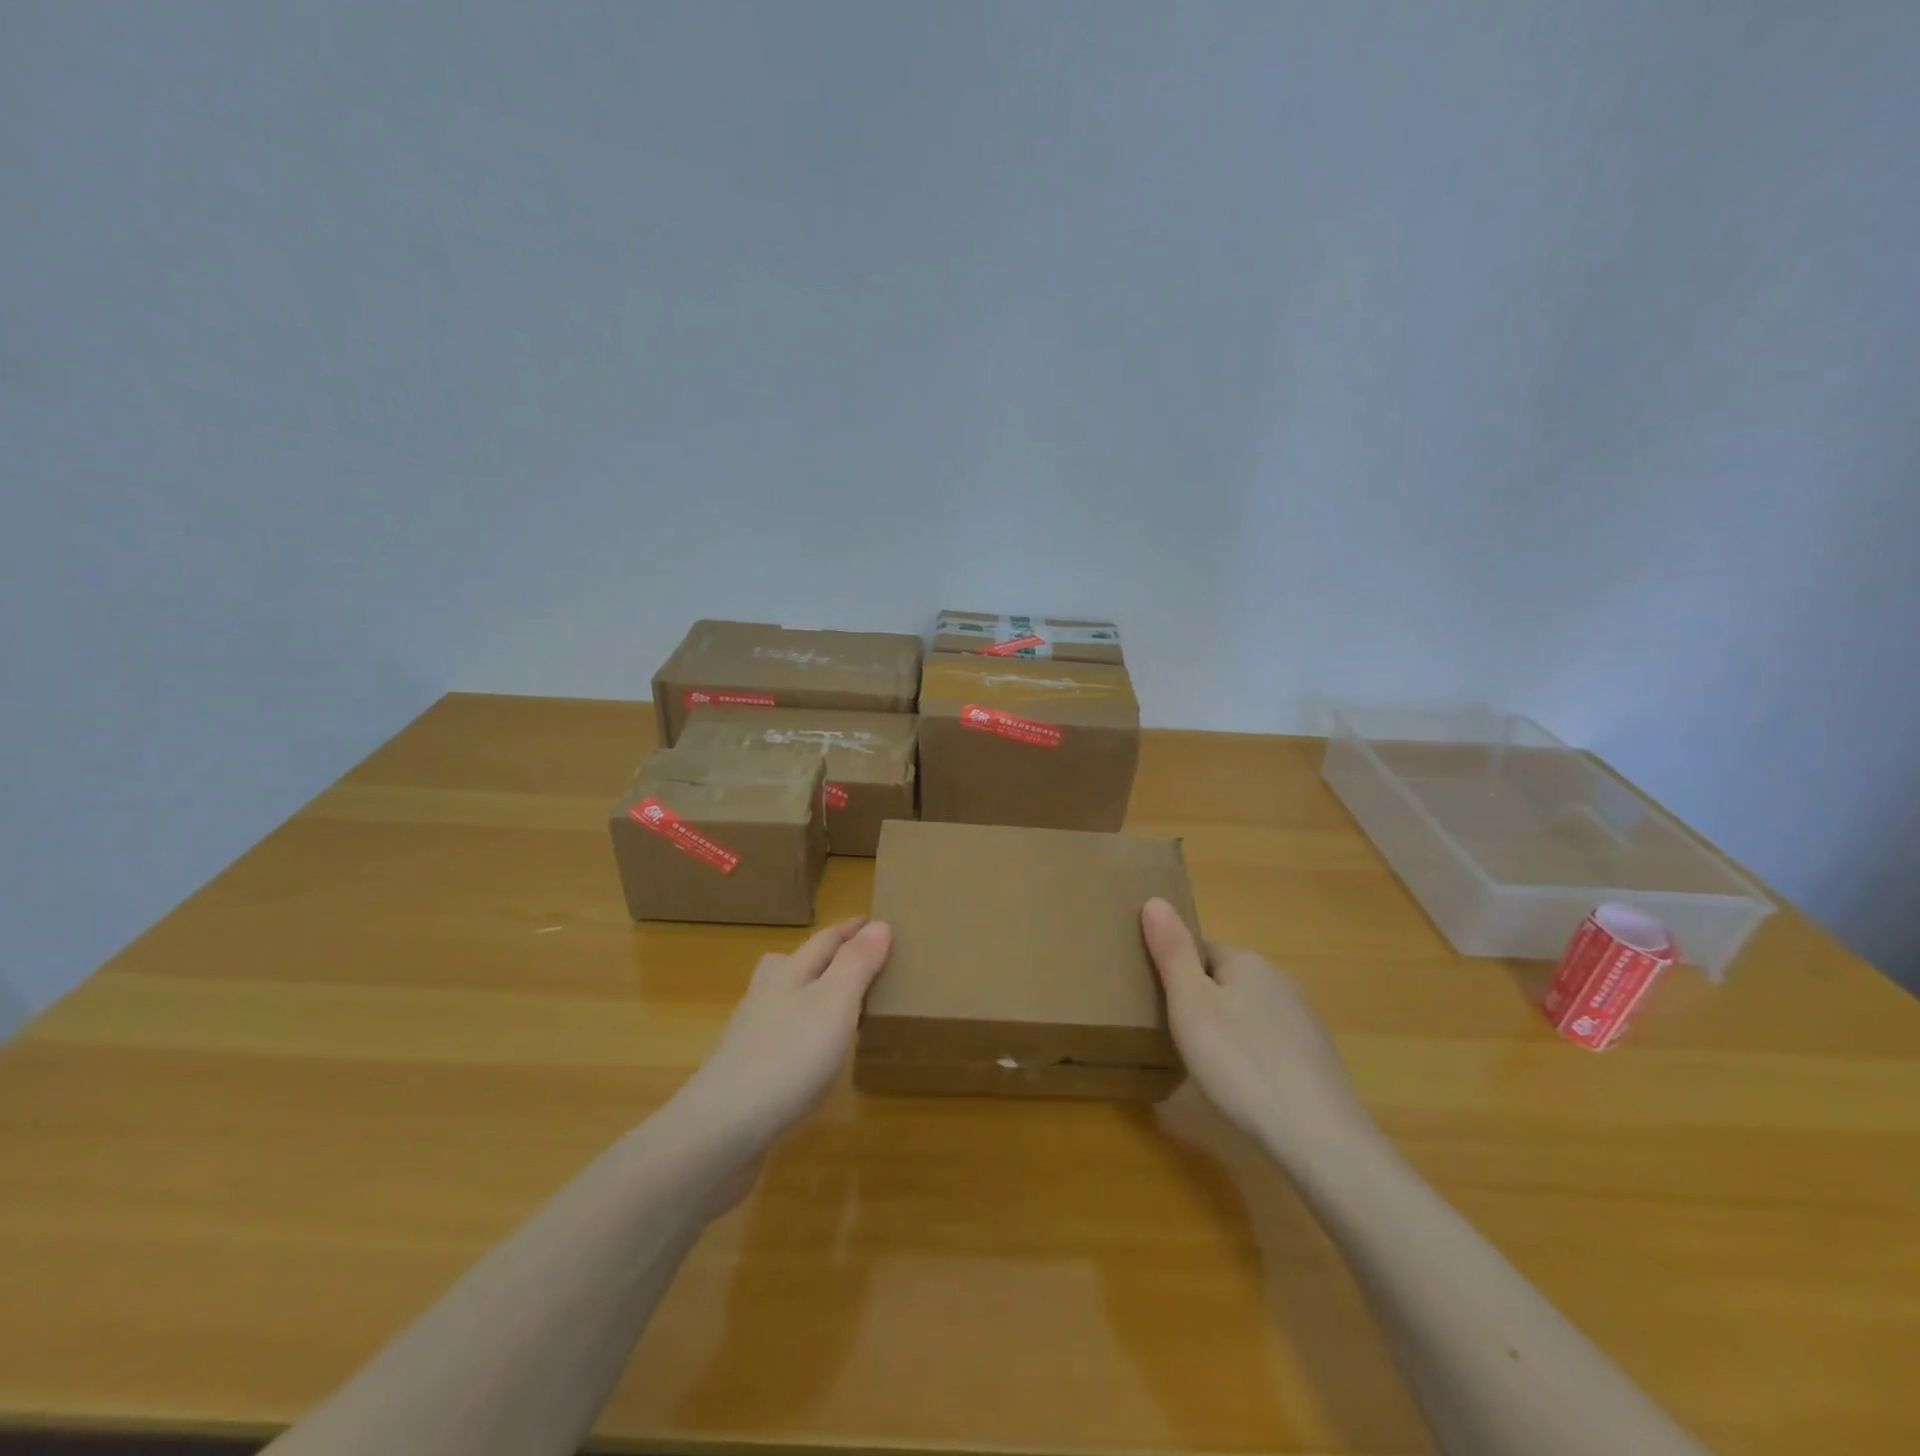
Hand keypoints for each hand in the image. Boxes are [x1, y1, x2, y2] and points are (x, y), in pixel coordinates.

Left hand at [666, 918, 891, 1163]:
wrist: (720, 1133)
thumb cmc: (787, 1058)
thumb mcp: (834, 1003)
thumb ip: (856, 964)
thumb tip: (879, 924)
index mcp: (789, 974)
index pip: (825, 940)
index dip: (851, 930)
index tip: (875, 920)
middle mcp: (767, 997)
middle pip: (795, 964)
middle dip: (825, 955)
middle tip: (856, 956)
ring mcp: (752, 1037)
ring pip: (783, 999)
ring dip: (810, 992)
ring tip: (837, 1002)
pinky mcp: (747, 1075)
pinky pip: (781, 1037)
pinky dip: (801, 1032)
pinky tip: (812, 1056)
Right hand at [1141, 898, 1373, 1163]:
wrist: (1318, 1137)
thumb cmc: (1240, 1062)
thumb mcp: (1190, 1004)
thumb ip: (1172, 951)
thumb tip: (1154, 899)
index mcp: (1247, 962)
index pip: (1200, 949)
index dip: (1175, 971)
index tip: (1158, 1002)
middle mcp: (1279, 981)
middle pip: (1225, 979)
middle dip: (1201, 999)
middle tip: (1175, 1035)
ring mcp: (1302, 1021)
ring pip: (1249, 1012)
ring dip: (1227, 1028)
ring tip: (1205, 1064)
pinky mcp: (1315, 1059)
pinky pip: (1270, 1043)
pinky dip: (1252, 1056)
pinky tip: (1243, 1086)